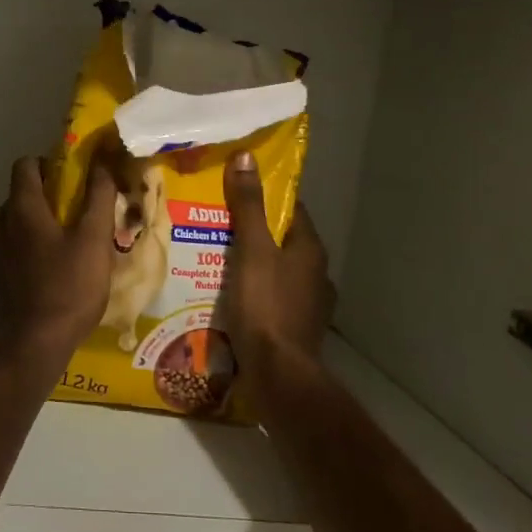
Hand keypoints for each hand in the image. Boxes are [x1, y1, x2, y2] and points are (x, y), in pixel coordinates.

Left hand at [0, 157, 117, 362]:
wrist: (33, 347)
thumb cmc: (69, 288)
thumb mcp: (95, 241)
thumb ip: (99, 198)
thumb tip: (102, 164)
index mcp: (22, 211)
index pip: (24, 166)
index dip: (44, 165)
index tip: (65, 179)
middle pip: (15, 201)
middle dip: (38, 204)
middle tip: (67, 221)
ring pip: (5, 233)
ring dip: (25, 235)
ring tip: (53, 255)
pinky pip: (0, 264)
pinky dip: (15, 264)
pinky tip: (35, 284)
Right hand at [221, 151, 333, 375]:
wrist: (279, 375)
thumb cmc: (266, 305)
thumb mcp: (251, 249)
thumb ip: (248, 206)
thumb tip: (246, 157)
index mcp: (310, 249)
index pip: (291, 209)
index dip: (265, 196)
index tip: (235, 187)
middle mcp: (315, 274)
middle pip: (282, 241)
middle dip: (253, 231)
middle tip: (215, 222)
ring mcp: (308, 304)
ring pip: (276, 271)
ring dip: (252, 264)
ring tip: (215, 257)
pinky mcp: (295, 329)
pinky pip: (271, 299)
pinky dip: (252, 292)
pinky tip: (228, 296)